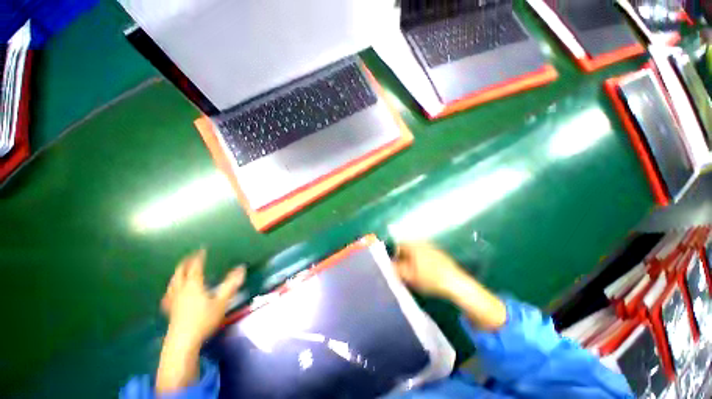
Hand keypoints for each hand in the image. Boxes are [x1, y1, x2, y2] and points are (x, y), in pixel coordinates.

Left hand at [161, 249, 245, 346]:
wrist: (183, 342)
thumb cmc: (203, 320)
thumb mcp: (221, 301)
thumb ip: (231, 284)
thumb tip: (242, 268)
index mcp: (194, 285)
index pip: (195, 267)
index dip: (199, 257)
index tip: (202, 249)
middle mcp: (181, 289)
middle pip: (180, 272)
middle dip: (186, 263)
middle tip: (191, 256)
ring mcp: (173, 300)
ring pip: (173, 282)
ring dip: (177, 273)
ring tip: (181, 269)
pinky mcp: (170, 310)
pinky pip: (168, 295)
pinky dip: (171, 288)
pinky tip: (171, 291)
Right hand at [394, 242, 505, 330]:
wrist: (455, 282)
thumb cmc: (429, 278)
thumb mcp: (409, 276)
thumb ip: (396, 269)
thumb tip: (389, 264)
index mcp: (413, 245)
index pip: (397, 244)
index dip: (393, 254)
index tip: (394, 265)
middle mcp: (421, 242)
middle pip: (406, 246)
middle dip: (402, 256)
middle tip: (403, 269)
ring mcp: (431, 246)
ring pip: (415, 249)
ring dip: (411, 258)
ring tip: (413, 271)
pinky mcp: (438, 252)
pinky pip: (424, 253)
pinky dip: (420, 259)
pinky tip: (424, 271)